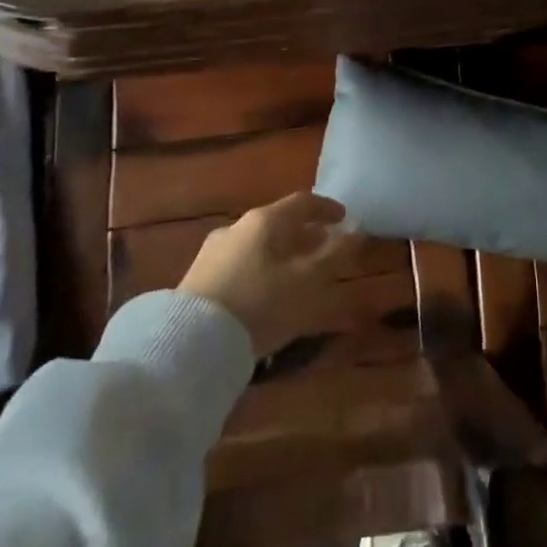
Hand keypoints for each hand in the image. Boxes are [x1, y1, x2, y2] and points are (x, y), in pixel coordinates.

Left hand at [179, 192, 358, 357]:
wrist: (189, 344)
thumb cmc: (260, 304)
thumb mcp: (308, 282)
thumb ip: (335, 255)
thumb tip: (357, 232)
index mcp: (265, 221)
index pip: (302, 202)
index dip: (327, 208)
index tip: (344, 218)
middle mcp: (237, 228)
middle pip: (278, 223)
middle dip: (304, 234)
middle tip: (323, 248)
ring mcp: (213, 253)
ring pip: (258, 245)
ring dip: (282, 253)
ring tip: (297, 274)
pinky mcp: (197, 280)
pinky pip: (241, 265)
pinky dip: (262, 269)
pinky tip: (266, 293)